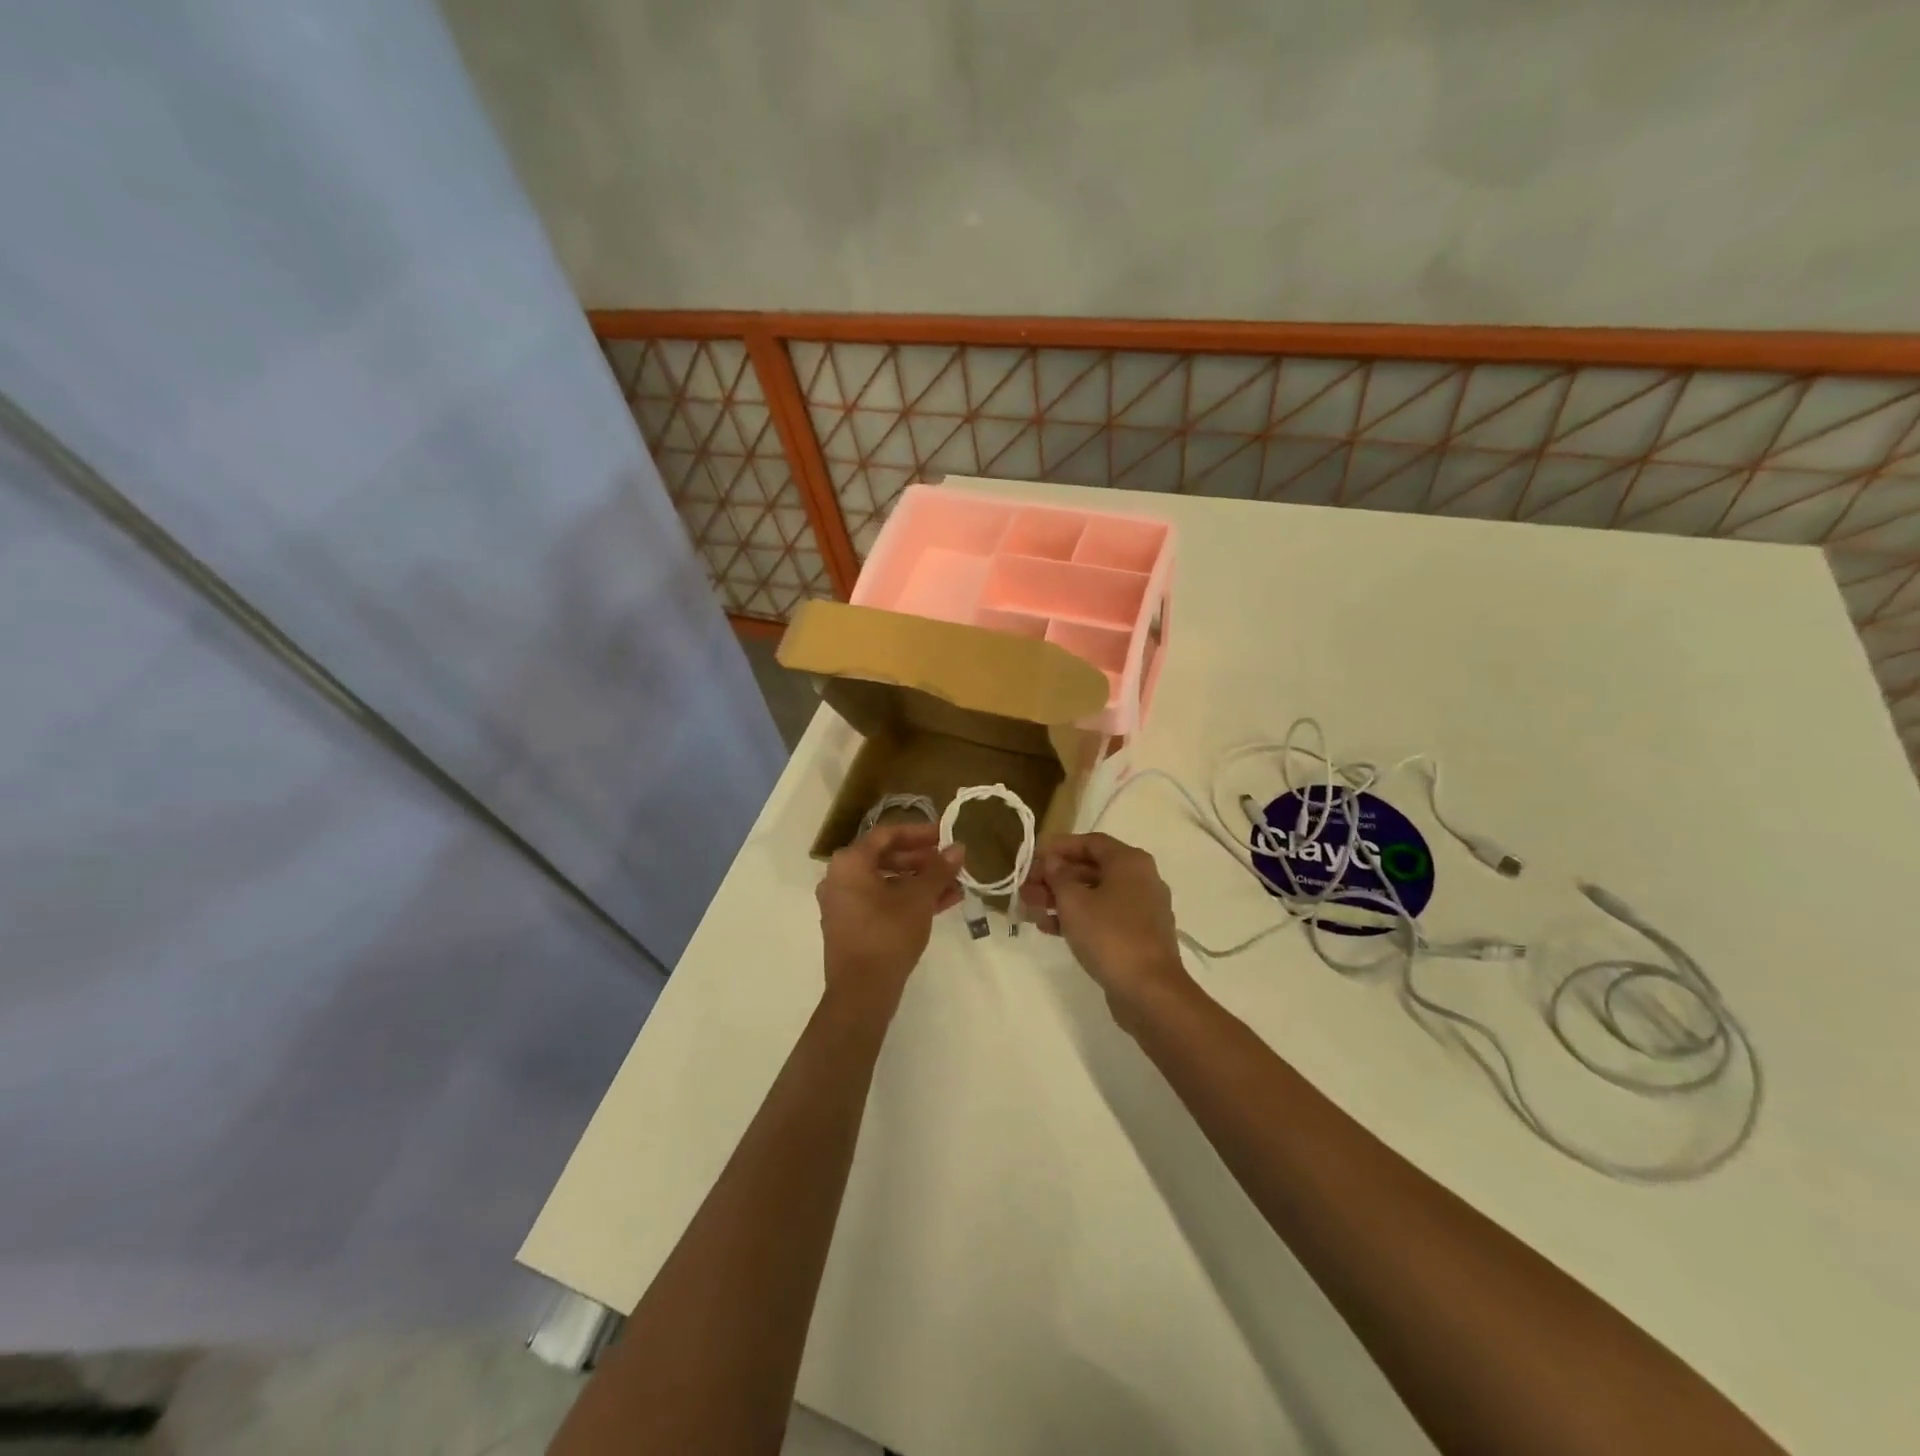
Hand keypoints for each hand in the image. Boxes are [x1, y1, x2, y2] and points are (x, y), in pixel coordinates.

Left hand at [817, 823, 964, 1014]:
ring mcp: (843, 904)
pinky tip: (941, 904)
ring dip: (920, 882)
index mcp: (850, 862)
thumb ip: (939, 870)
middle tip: (950, 862)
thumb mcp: (919, 898)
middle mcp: (840, 878)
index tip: (945, 835)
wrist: (861, 992)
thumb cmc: (888, 933)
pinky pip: (881, 902)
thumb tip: (958, 848)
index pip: (887, 834)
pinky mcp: (851, 926)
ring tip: (954, 886)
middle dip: (922, 860)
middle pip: (886, 858)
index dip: (919, 832)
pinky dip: (907, 900)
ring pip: (886, 882)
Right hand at [1020, 832, 1194, 1026]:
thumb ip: (1059, 876)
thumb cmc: (1110, 935)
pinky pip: (1103, 917)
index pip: (1090, 842)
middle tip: (1025, 888)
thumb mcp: (1074, 901)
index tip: (1033, 857)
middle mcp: (1140, 880)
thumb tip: (1054, 861)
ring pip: (1094, 895)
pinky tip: (1049, 928)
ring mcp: (1141, 909)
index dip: (1059, 847)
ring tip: (1030, 910)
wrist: (1149, 991)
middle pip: (1090, 869)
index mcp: (1130, 862)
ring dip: (1061, 899)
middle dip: (1055, 877)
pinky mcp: (1137, 936)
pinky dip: (1077, 918)